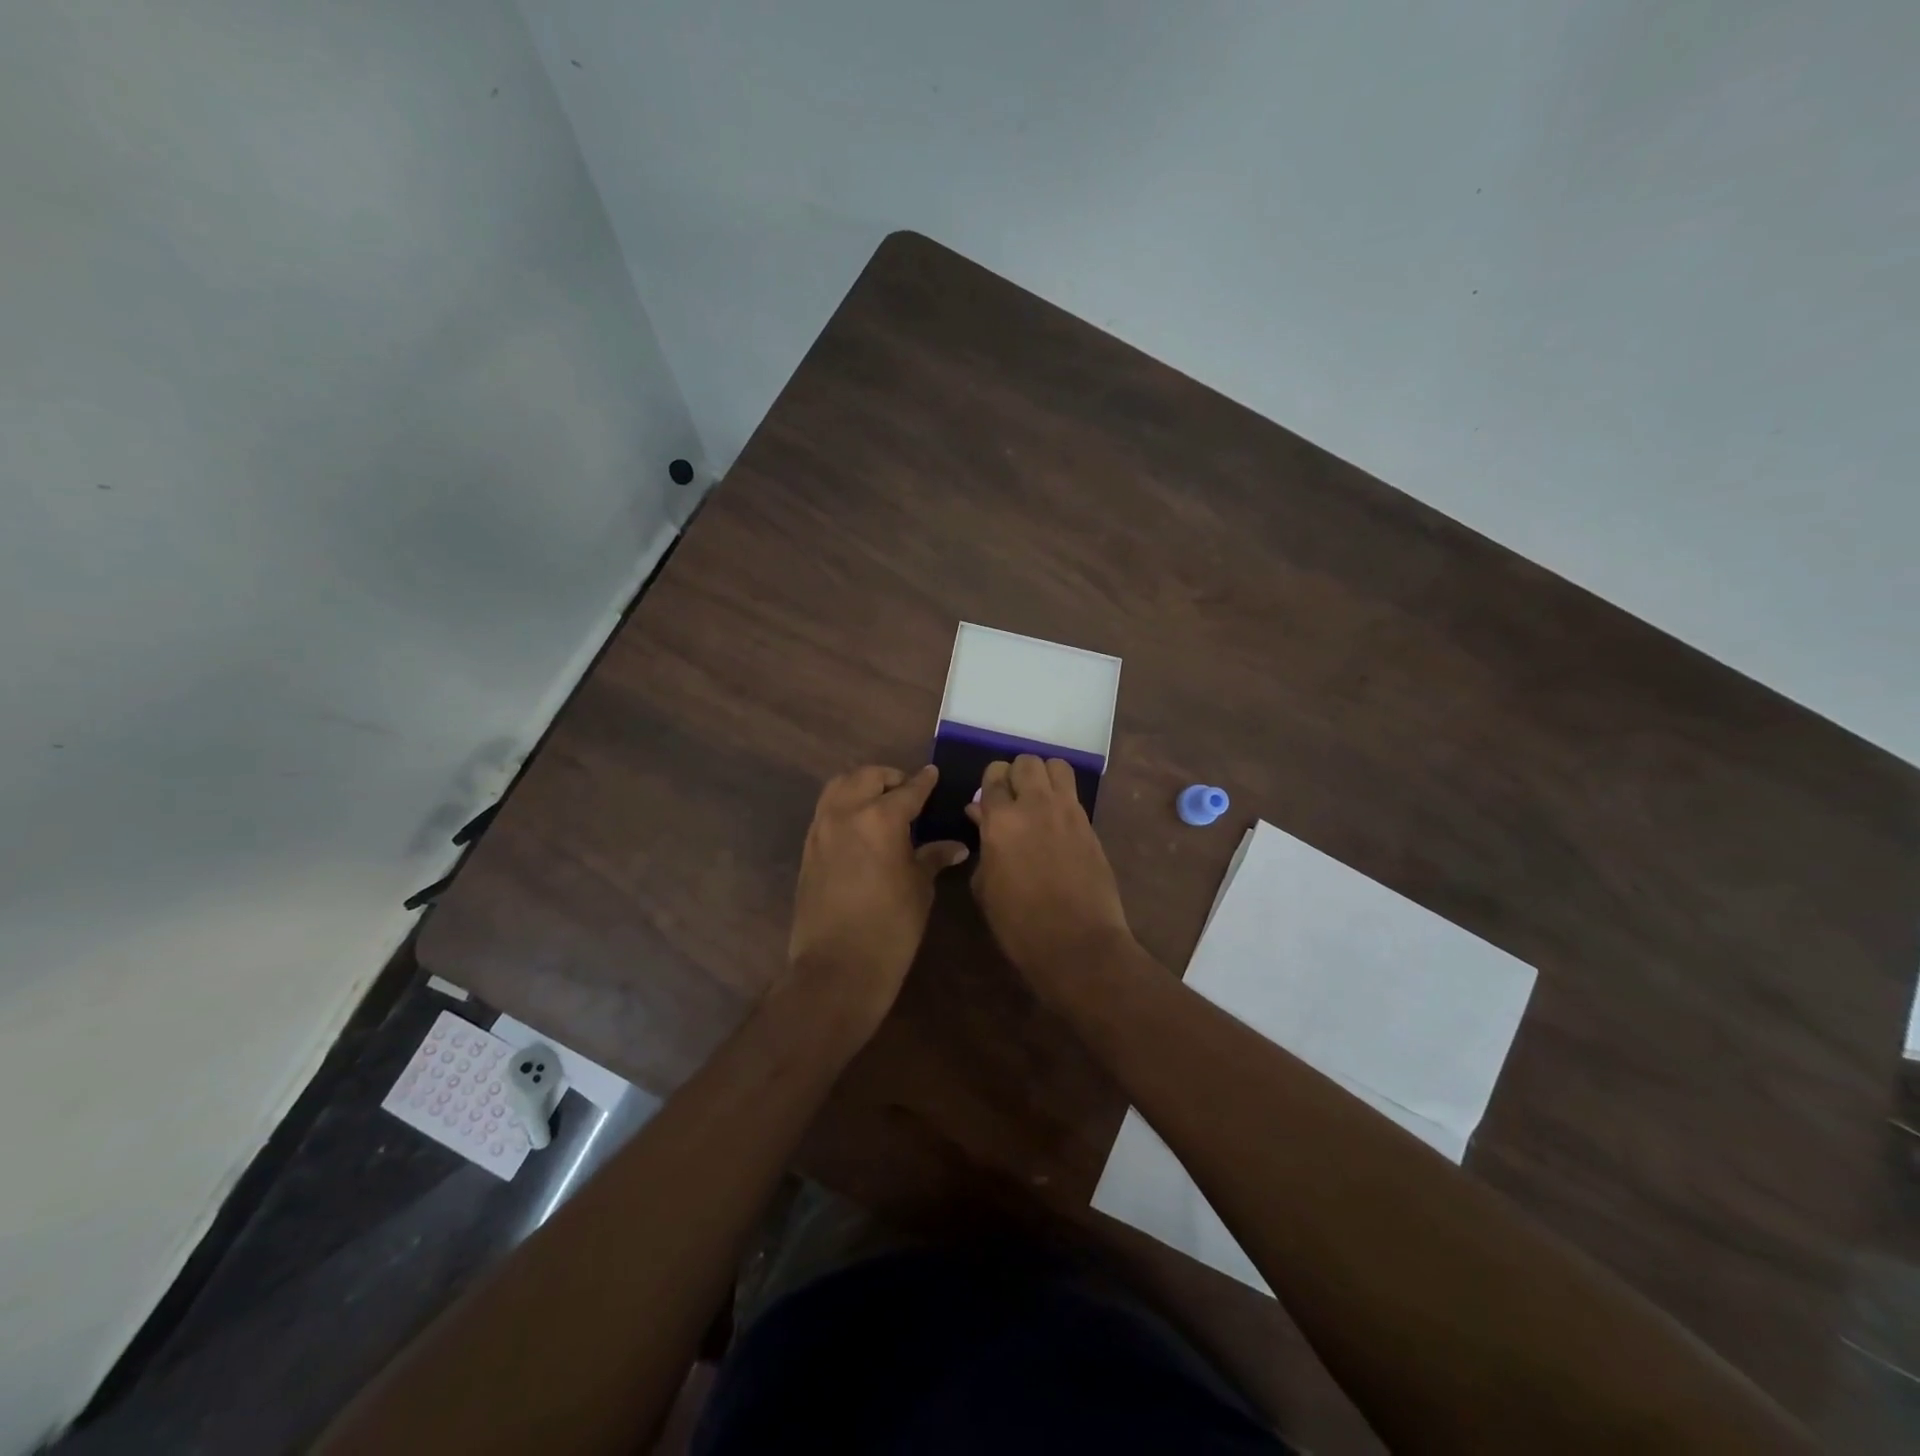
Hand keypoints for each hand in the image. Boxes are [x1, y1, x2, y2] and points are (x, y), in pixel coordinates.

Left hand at [787, 765, 967, 1032]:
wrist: (837, 968)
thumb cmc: (890, 928)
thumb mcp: (919, 889)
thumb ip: (933, 858)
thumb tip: (956, 846)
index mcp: (880, 819)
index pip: (908, 789)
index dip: (924, 782)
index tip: (933, 775)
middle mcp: (846, 813)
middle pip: (867, 777)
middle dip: (889, 778)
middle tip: (907, 792)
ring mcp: (821, 829)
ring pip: (839, 786)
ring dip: (862, 786)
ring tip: (881, 802)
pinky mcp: (808, 848)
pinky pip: (826, 810)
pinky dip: (844, 805)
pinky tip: (860, 825)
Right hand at [967, 755, 1133, 998]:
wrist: (1077, 944)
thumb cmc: (1019, 924)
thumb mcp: (985, 886)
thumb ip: (983, 843)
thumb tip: (980, 816)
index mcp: (1001, 820)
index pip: (993, 776)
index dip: (989, 784)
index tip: (987, 801)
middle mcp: (1035, 805)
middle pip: (1026, 762)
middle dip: (1016, 774)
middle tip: (1012, 799)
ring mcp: (1068, 812)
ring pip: (1057, 766)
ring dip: (1044, 776)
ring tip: (1038, 801)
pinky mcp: (1090, 825)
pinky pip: (1074, 794)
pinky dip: (1062, 798)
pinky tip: (1056, 822)